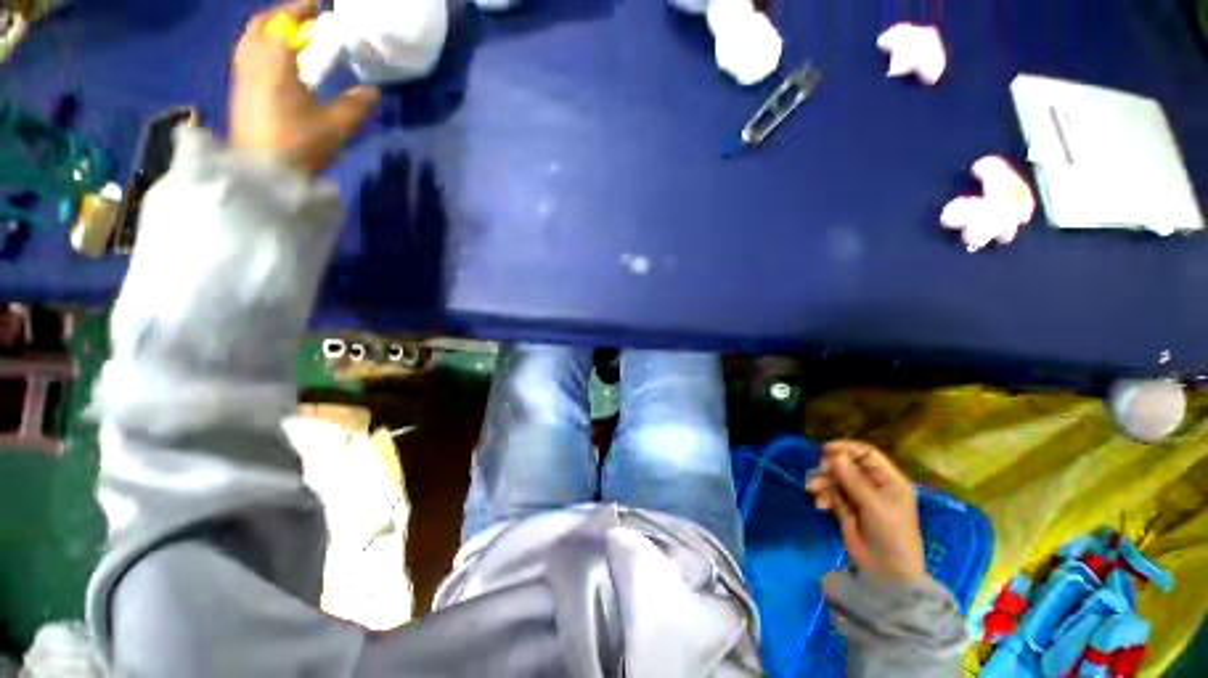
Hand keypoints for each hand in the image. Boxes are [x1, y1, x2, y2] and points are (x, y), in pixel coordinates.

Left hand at [230, 0, 379, 174]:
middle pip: (261, 25)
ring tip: (291, 40)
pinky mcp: (240, 93)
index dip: (301, 9)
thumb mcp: (337, 125)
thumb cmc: (298, 143)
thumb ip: (356, 105)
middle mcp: (253, 60)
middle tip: (302, 20)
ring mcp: (242, 76)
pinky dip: (262, 50)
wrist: (262, 173)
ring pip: (251, 41)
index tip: (318, 4)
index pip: (285, 21)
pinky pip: (248, 57)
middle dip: (282, 17)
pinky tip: (277, 64)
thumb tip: (372, 91)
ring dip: (270, 32)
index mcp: (275, 60)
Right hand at [805, 440, 926, 584]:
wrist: (887, 573)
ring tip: (812, 490)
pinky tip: (820, 506)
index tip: (824, 450)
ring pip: (835, 478)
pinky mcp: (846, 509)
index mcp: (889, 480)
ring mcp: (859, 497)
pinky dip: (823, 496)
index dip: (845, 448)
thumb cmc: (890, 535)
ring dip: (822, 482)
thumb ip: (852, 479)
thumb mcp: (873, 505)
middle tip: (817, 476)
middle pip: (846, 465)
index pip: (866, 454)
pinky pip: (830, 494)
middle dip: (829, 469)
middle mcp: (874, 485)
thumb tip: (831, 456)